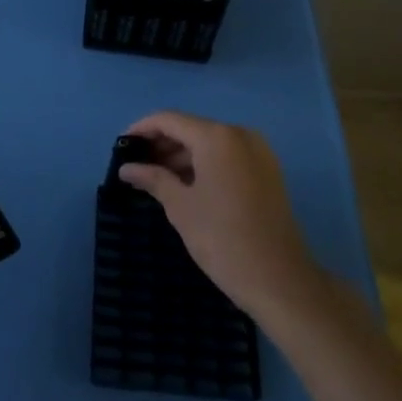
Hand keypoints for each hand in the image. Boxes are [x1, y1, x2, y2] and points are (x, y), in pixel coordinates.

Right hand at [116, 111, 320, 318]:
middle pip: (191, 128)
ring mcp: (258, 152)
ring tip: (156, 178)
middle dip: (163, 144)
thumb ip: (153, 179)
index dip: (142, 129)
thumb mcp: (180, 207)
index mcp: (217, 137)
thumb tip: (127, 168)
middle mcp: (239, 135)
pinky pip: (228, 156)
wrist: (279, 280)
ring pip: (210, 143)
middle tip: (137, 165)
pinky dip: (205, 164)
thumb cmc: (222, 239)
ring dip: (183, 155)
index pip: (169, 120)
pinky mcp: (268, 171)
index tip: (121, 146)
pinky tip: (186, 185)